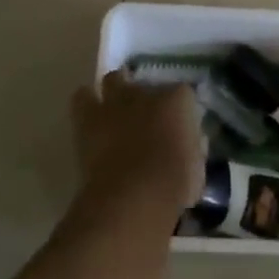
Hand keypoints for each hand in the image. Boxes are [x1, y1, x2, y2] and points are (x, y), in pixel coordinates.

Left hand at [70, 71, 204, 218]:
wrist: (131, 199)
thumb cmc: (172, 186)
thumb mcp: (196, 171)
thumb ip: (193, 150)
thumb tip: (191, 145)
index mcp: (179, 101)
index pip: (183, 94)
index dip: (180, 111)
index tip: (179, 127)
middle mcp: (146, 92)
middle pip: (145, 82)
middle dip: (145, 96)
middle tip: (145, 117)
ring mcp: (116, 101)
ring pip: (113, 79)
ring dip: (115, 90)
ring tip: (116, 108)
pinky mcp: (88, 116)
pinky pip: (82, 97)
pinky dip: (86, 102)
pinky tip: (90, 115)